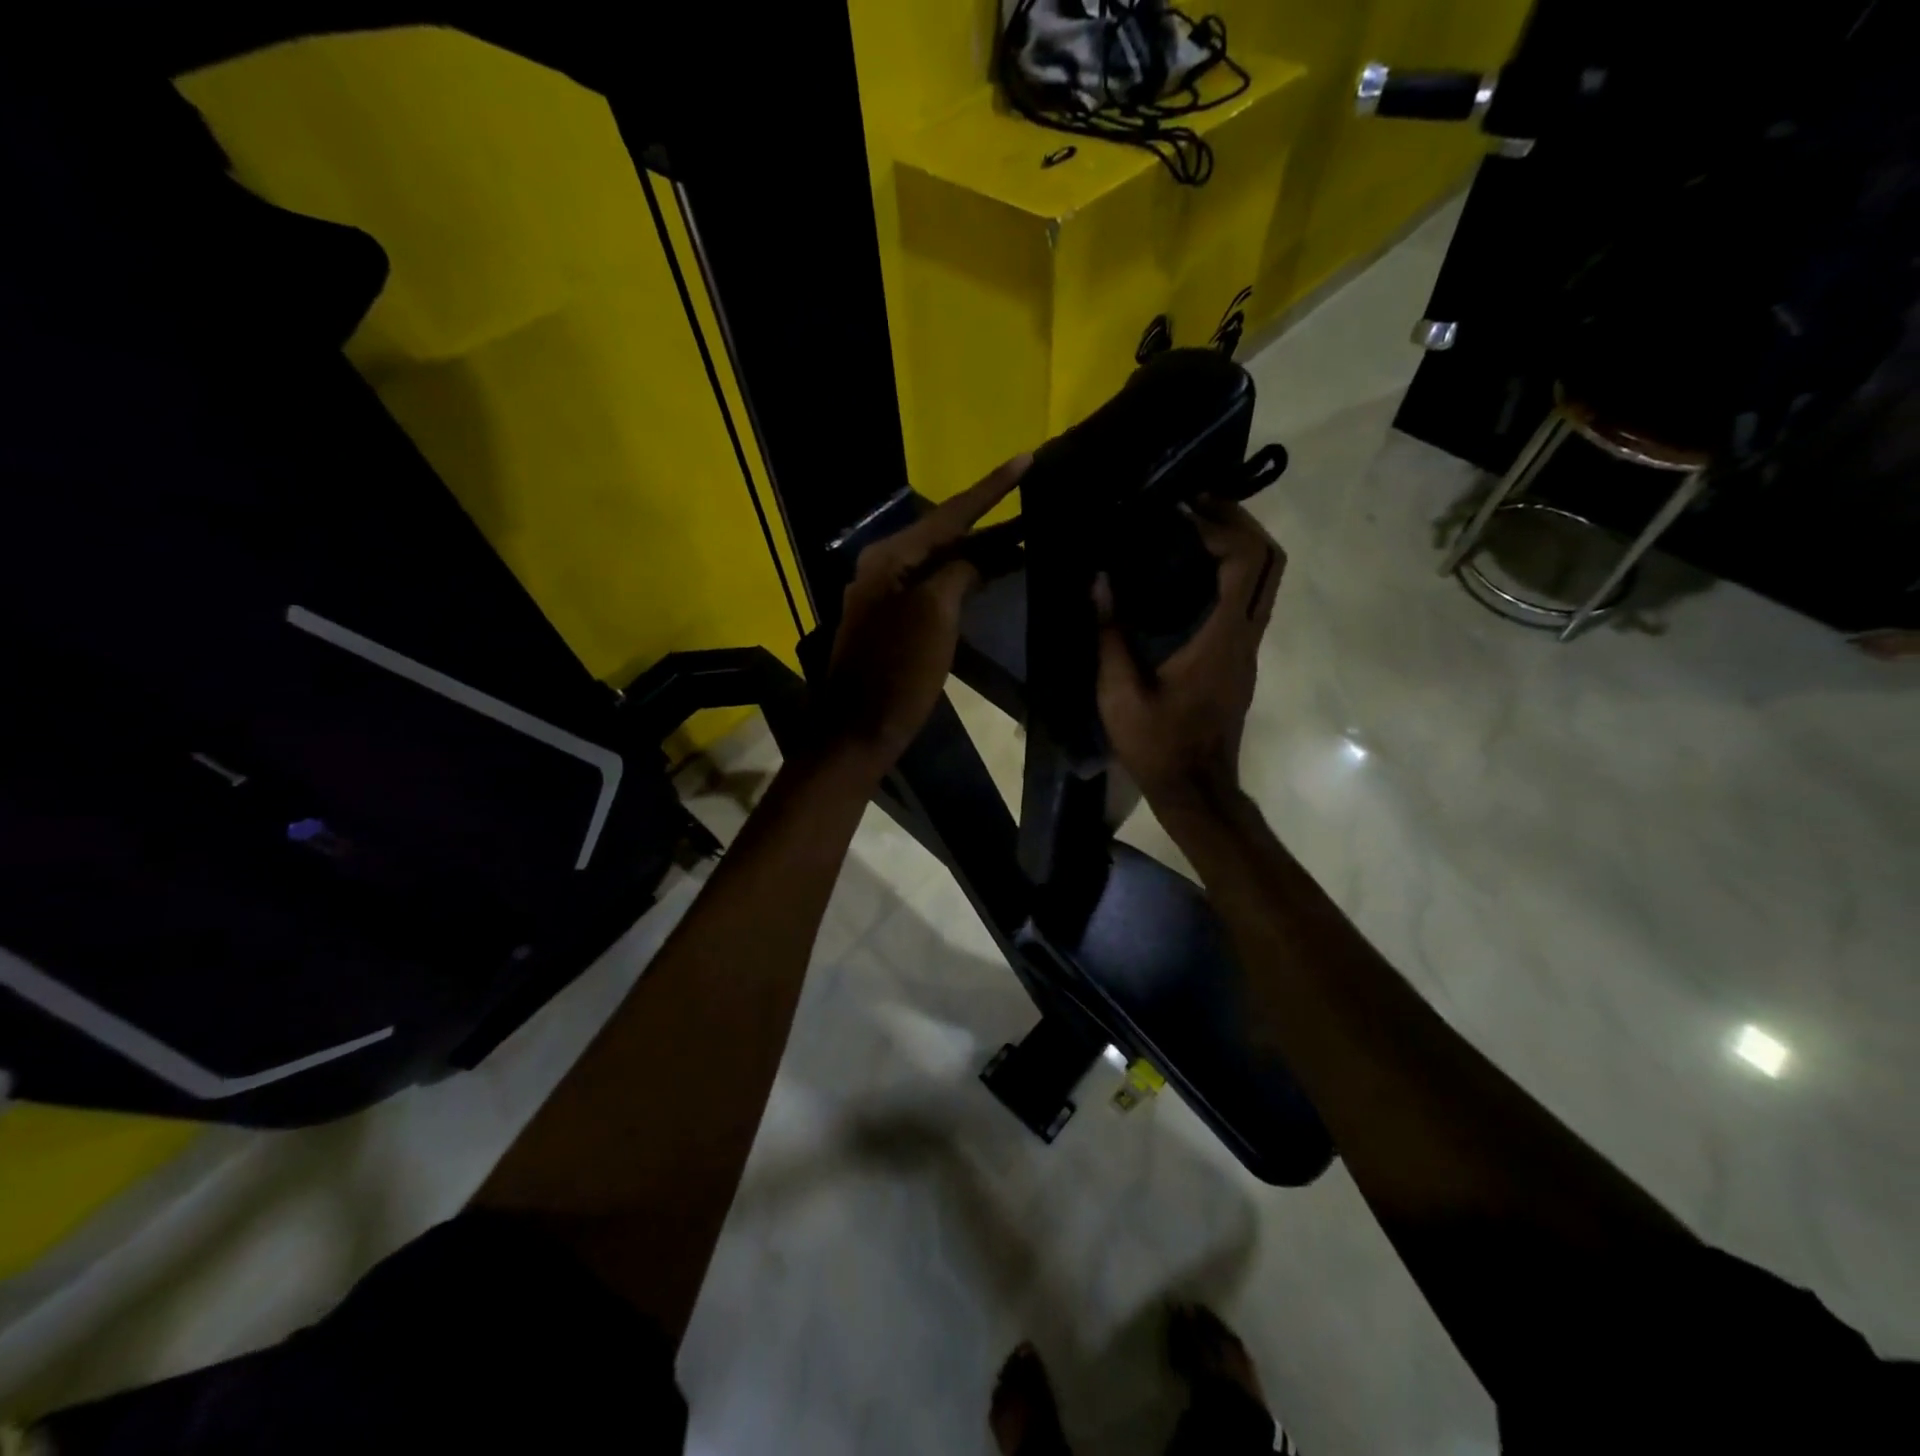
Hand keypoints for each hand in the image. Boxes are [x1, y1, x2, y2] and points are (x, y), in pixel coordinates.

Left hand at [822, 453, 1031, 770]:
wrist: (860, 729)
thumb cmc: (898, 670)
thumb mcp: (934, 614)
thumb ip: (958, 573)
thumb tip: (975, 560)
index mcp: (890, 558)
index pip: (949, 514)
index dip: (991, 488)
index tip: (1026, 459)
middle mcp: (884, 567)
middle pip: (945, 535)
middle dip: (988, 521)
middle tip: (1031, 503)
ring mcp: (886, 595)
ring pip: (940, 562)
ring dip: (979, 551)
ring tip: (1022, 538)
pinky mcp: (892, 621)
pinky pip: (934, 587)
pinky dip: (963, 579)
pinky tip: (988, 577)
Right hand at [1095, 497, 1283, 813]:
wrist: (1196, 789)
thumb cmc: (1158, 745)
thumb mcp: (1119, 694)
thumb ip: (1109, 636)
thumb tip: (1099, 581)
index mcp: (1221, 639)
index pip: (1247, 562)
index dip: (1223, 525)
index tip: (1184, 509)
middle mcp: (1246, 636)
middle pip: (1270, 561)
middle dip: (1241, 523)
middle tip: (1197, 505)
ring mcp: (1248, 649)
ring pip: (1266, 580)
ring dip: (1239, 546)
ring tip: (1192, 529)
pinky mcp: (1241, 660)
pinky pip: (1249, 600)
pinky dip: (1231, 573)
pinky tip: (1190, 575)